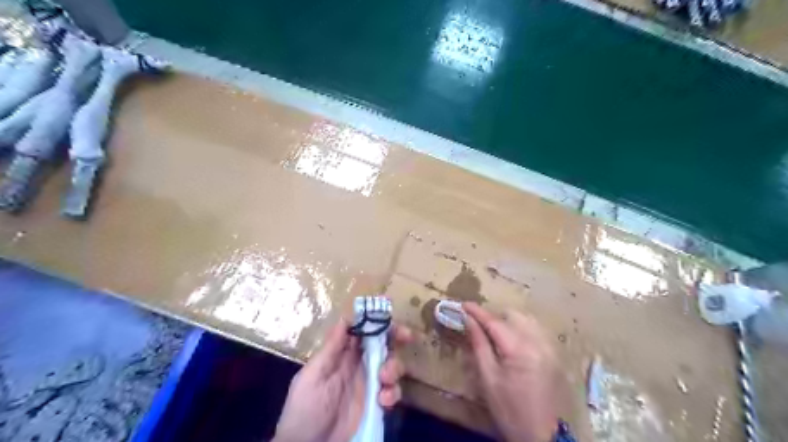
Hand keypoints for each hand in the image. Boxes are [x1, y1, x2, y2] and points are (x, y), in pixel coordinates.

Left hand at [273, 319, 413, 441]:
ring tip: (384, 377)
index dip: (376, 321)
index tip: (390, 315)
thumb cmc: (306, 408)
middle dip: (396, 337)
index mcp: (342, 354)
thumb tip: (345, 318)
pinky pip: (393, 392)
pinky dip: (393, 393)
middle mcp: (358, 365)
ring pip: (391, 365)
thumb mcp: (313, 375)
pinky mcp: (376, 405)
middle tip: (407, 336)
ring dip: (394, 367)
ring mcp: (369, 385)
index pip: (363, 331)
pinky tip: (383, 400)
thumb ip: (331, 348)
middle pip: (382, 344)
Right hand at [463, 302, 566, 441]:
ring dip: (509, 321)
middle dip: (494, 316)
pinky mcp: (556, 355)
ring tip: (495, 334)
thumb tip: (468, 320)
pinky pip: (537, 331)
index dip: (477, 311)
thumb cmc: (509, 410)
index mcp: (520, 349)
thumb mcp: (488, 378)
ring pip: (527, 320)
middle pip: (513, 315)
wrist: (544, 437)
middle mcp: (539, 342)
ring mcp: (550, 348)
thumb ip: (479, 344)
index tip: (463, 304)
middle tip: (478, 326)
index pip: (494, 321)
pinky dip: (523, 329)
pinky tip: (514, 342)